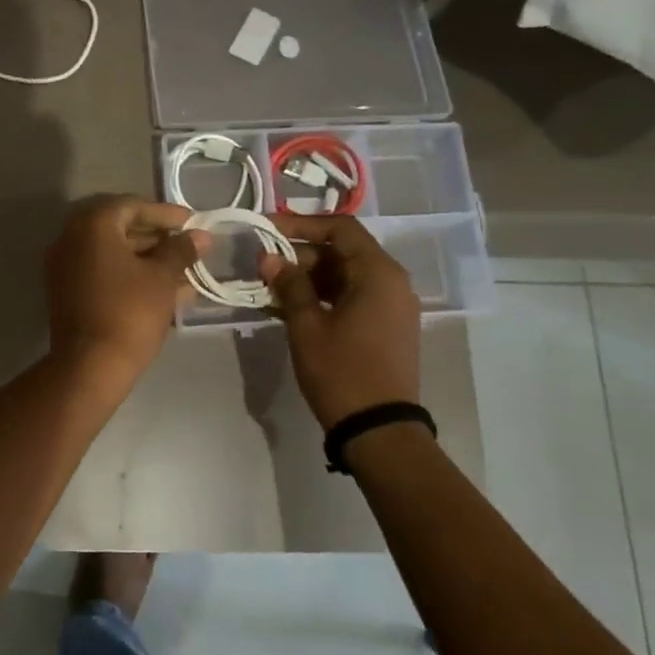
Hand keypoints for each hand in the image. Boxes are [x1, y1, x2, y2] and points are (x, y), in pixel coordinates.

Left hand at [46, 196, 206, 373]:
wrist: (90, 366)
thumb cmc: (130, 312)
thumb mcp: (162, 278)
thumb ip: (181, 251)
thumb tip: (200, 236)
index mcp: (92, 225)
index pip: (132, 206)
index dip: (165, 214)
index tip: (192, 224)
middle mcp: (71, 239)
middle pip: (120, 228)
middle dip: (158, 238)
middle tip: (189, 248)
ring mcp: (65, 267)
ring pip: (113, 254)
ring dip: (148, 260)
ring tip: (184, 272)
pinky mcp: (68, 293)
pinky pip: (103, 273)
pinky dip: (131, 276)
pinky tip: (163, 290)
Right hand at [258, 214, 421, 428]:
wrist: (379, 429)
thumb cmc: (341, 371)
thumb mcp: (307, 325)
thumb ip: (289, 285)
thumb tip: (269, 258)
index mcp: (378, 273)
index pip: (340, 228)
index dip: (301, 225)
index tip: (267, 229)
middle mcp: (391, 282)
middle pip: (343, 251)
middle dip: (301, 255)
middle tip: (263, 266)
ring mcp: (392, 306)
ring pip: (345, 275)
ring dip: (309, 277)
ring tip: (270, 289)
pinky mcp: (386, 326)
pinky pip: (353, 297)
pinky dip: (323, 296)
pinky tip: (290, 308)